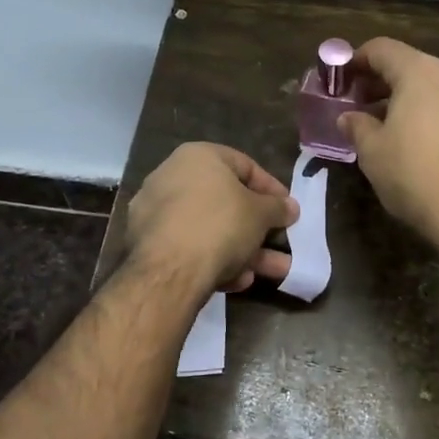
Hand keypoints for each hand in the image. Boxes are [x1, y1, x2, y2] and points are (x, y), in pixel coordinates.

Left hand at [124, 143, 299, 295]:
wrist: (170, 270)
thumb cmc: (221, 225)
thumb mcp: (261, 214)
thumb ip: (277, 208)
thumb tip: (290, 207)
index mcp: (197, 157)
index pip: (244, 165)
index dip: (271, 189)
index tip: (288, 210)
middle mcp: (171, 177)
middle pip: (226, 202)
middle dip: (258, 227)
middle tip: (280, 242)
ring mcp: (156, 212)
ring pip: (210, 229)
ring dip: (244, 250)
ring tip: (273, 271)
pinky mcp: (148, 245)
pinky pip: (191, 248)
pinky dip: (215, 261)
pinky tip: (237, 281)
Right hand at [339, 37, 438, 252]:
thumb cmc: (416, 174)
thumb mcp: (373, 151)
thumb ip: (357, 126)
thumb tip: (348, 117)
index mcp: (420, 71)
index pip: (381, 49)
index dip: (355, 60)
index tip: (339, 79)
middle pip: (408, 64)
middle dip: (379, 81)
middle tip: (355, 104)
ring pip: (430, 85)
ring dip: (403, 98)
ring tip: (381, 124)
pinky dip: (427, 111)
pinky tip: (413, 138)